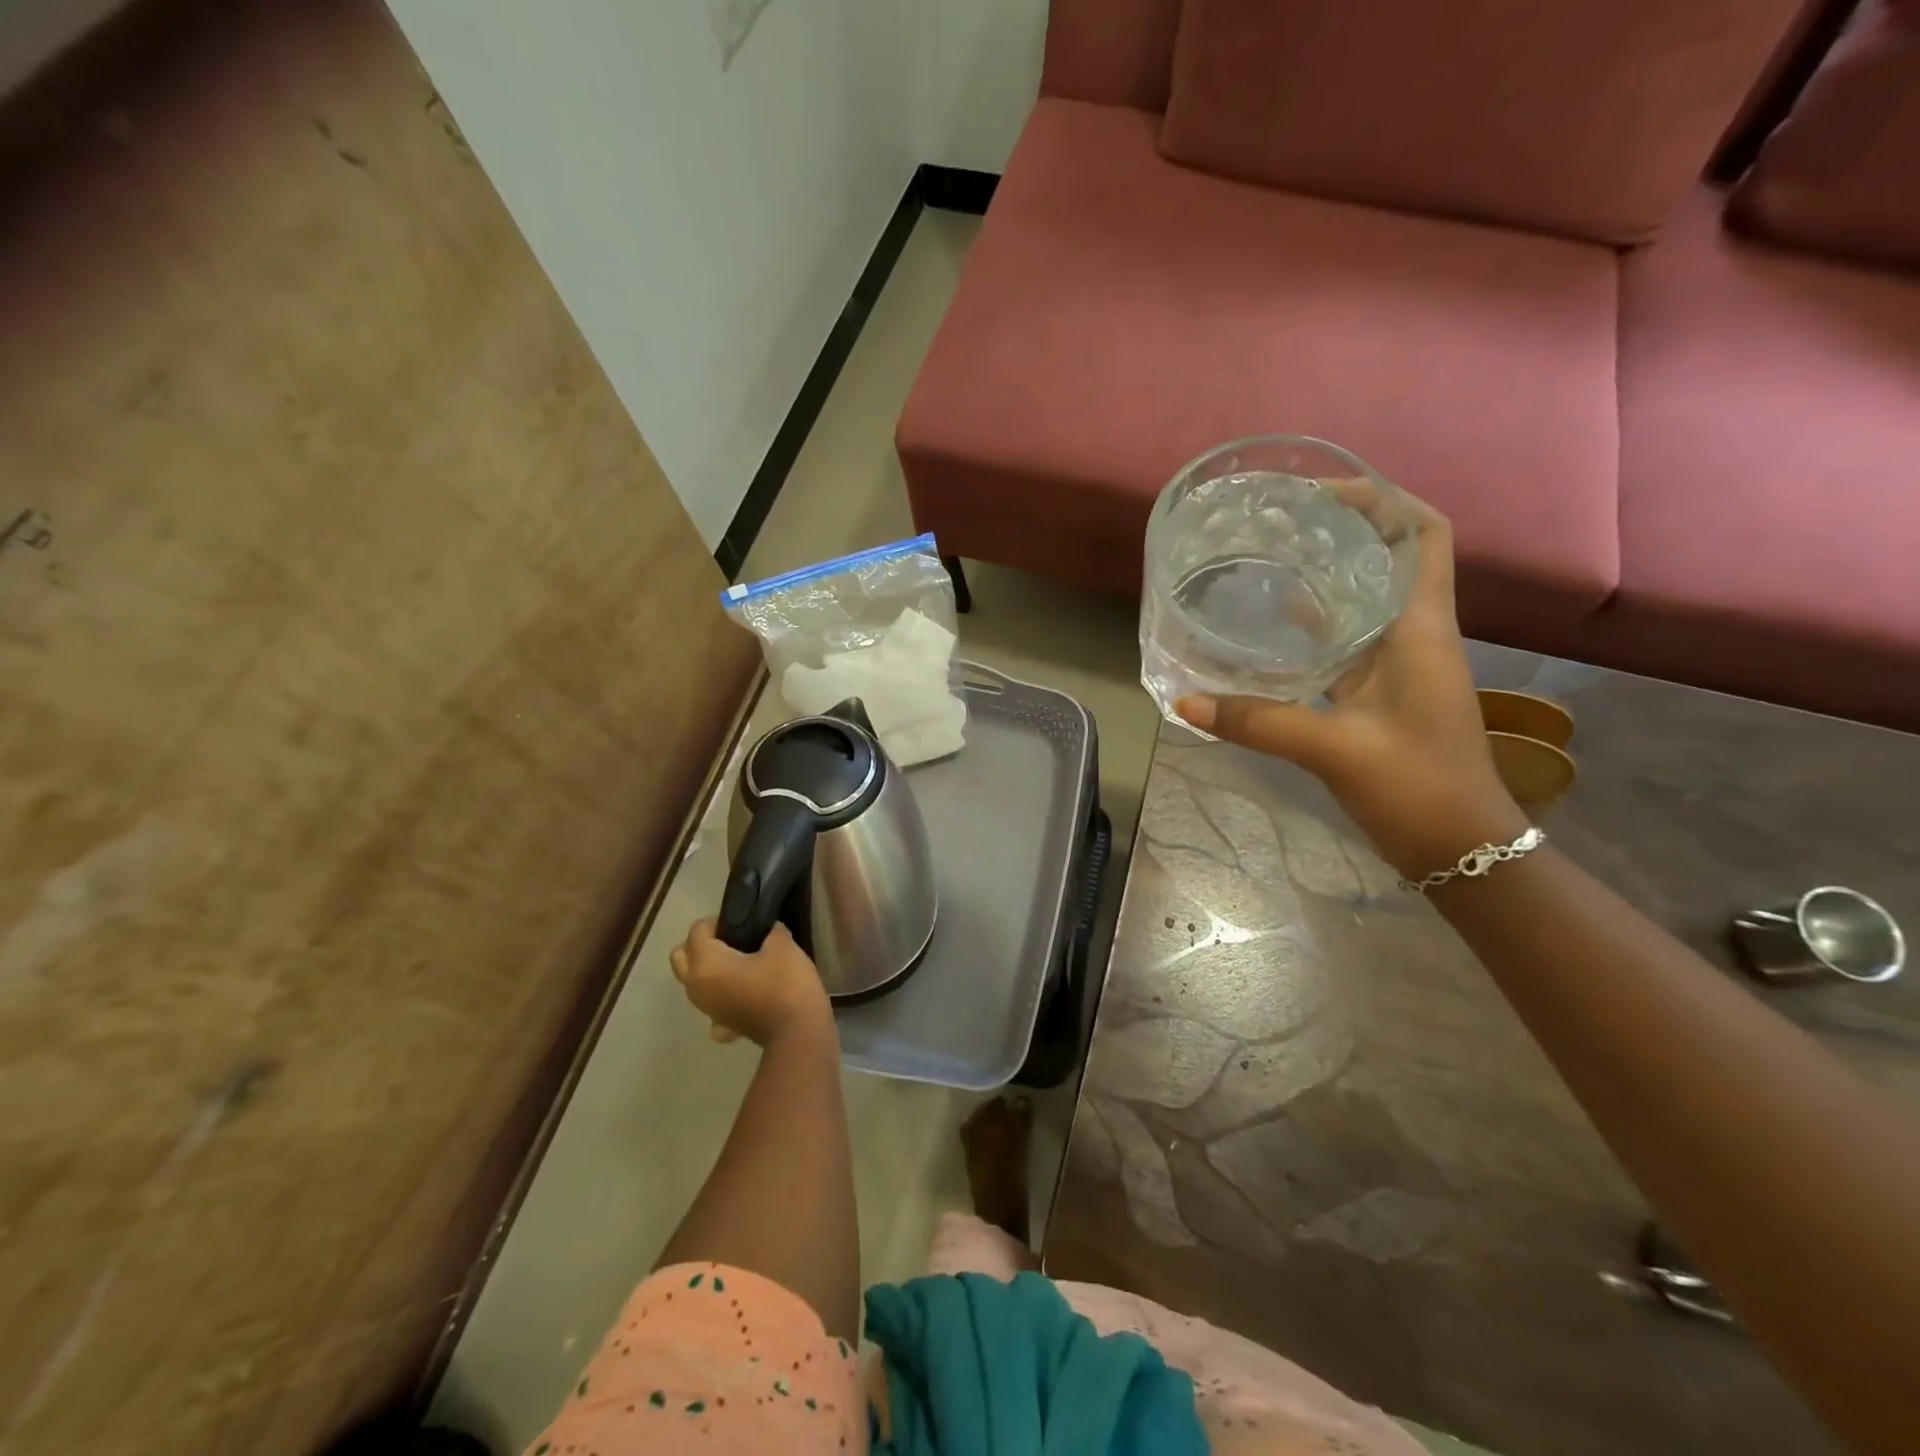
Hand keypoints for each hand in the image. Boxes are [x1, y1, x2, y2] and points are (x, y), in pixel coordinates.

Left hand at [670, 919, 832, 1047]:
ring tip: (739, 960)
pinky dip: (721, 995)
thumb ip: (770, 931)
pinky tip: (743, 991)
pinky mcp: (723, 1024)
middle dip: (700, 943)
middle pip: (681, 957)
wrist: (798, 1032)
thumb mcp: (782, 945)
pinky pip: (713, 1003)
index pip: (697, 930)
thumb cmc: (785, 983)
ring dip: (708, 968)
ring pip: (694, 981)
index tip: (743, 920)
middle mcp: (697, 987)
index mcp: (705, 964)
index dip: (718, 920)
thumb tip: (768, 930)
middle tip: (731, 938)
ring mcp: (708, 1009)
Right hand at [1176, 494, 1525, 879]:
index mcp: (1419, 628)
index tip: (1322, 492)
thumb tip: (1185, 704)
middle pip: (1389, 558)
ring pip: (1364, 600)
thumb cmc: (1417, 787)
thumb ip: (1258, 722)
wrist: (1462, 847)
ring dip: (1327, 576)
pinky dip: (1314, 627)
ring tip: (1270, 559)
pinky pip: (1346, 643)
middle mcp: (1413, 634)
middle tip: (1279, 522)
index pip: (1423, 535)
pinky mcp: (1381, 694)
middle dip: (1342, 529)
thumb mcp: (1334, 749)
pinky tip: (1273, 628)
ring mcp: (1398, 666)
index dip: (1384, 500)